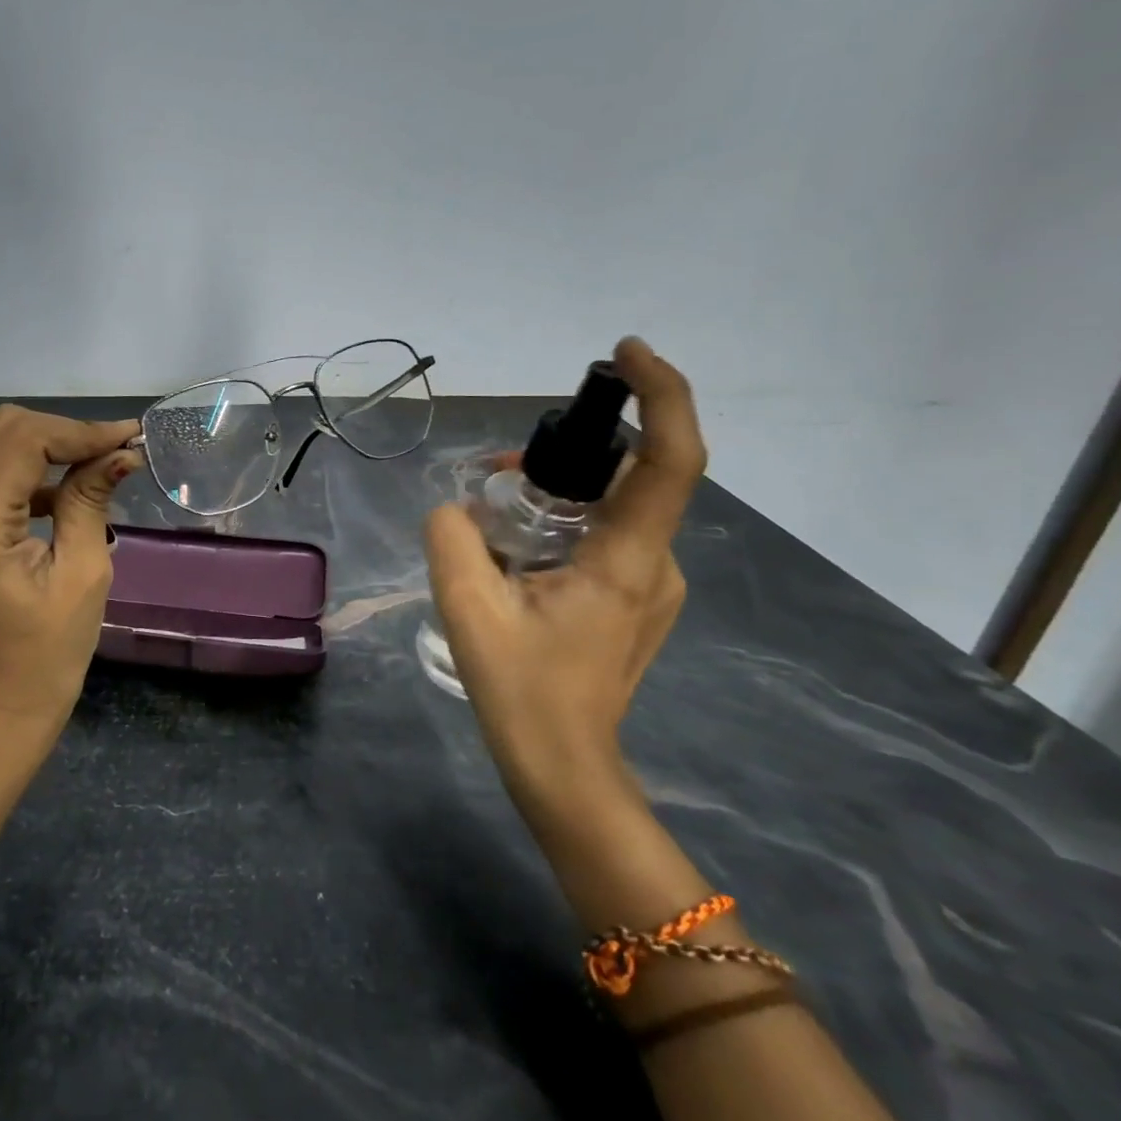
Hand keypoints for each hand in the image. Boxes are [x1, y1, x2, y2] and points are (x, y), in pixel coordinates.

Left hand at [0, 407, 142, 731]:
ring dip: (33, 436)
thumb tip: (121, 452)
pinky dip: (17, 459)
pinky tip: (57, 487)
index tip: (128, 438)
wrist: (4, 701)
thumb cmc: (50, 651)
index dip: (78, 431)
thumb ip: (91, 501)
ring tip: (81, 458)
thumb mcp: (84, 574)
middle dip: (59, 429)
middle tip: (110, 449)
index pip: (22, 441)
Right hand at [423, 337, 706, 802]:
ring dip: (557, 492)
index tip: (624, 354)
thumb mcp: (466, 608)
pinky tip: (516, 550)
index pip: (669, 458)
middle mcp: (655, 562)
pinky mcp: (636, 597)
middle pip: (629, 476)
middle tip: (494, 475)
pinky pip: (606, 534)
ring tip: (491, 515)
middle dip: (567, 454)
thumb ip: (452, 538)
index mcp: (626, 560)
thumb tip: (456, 507)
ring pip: (613, 507)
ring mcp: (651, 583)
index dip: (661, 394)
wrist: (562, 766)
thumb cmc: (521, 690)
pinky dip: (564, 521)